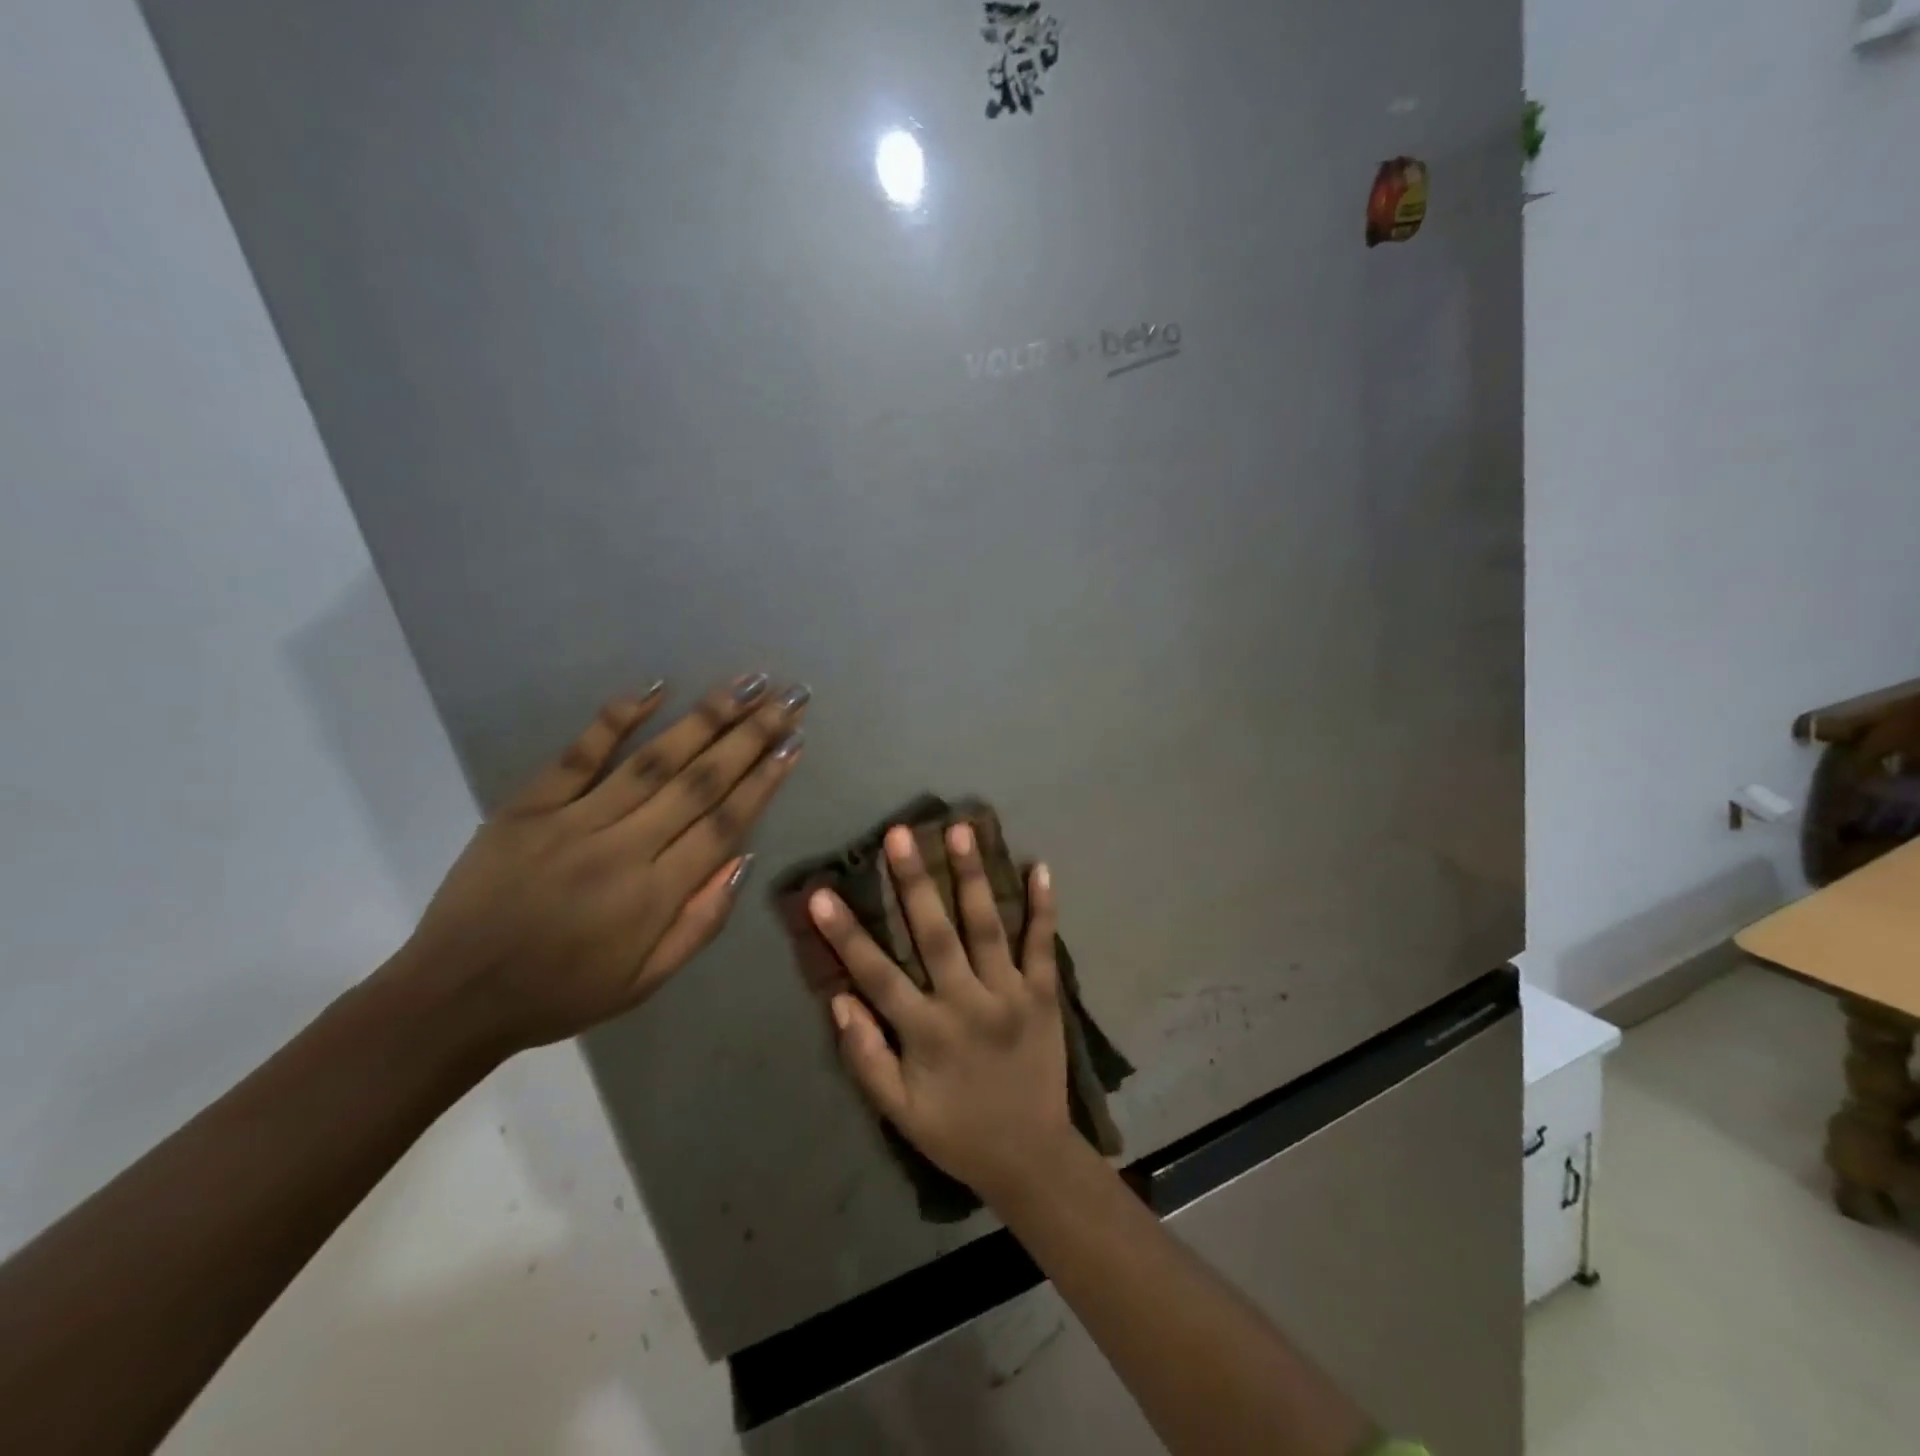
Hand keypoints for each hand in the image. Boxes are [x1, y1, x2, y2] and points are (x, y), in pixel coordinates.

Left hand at [397, 675, 806, 1056]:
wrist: (452, 998)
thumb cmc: (562, 994)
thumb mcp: (646, 981)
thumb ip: (702, 921)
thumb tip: (743, 858)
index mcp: (654, 896)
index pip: (724, 824)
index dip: (764, 781)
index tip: (794, 744)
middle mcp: (621, 849)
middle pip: (699, 781)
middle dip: (750, 735)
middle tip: (788, 697)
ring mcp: (571, 821)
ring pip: (652, 760)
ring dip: (705, 718)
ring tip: (745, 684)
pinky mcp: (527, 806)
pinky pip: (579, 755)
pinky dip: (616, 718)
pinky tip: (655, 687)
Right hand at [810, 823, 1073, 1207]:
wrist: (1032, 1159)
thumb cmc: (957, 1133)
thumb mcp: (899, 1112)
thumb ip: (865, 1057)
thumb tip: (838, 999)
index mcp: (926, 1032)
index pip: (877, 974)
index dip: (846, 933)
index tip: (820, 893)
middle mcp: (967, 1003)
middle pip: (936, 934)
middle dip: (915, 881)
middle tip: (900, 833)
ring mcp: (1011, 995)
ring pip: (988, 927)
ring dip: (973, 876)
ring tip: (962, 830)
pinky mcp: (1043, 995)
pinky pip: (1042, 945)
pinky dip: (1043, 906)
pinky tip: (1040, 867)